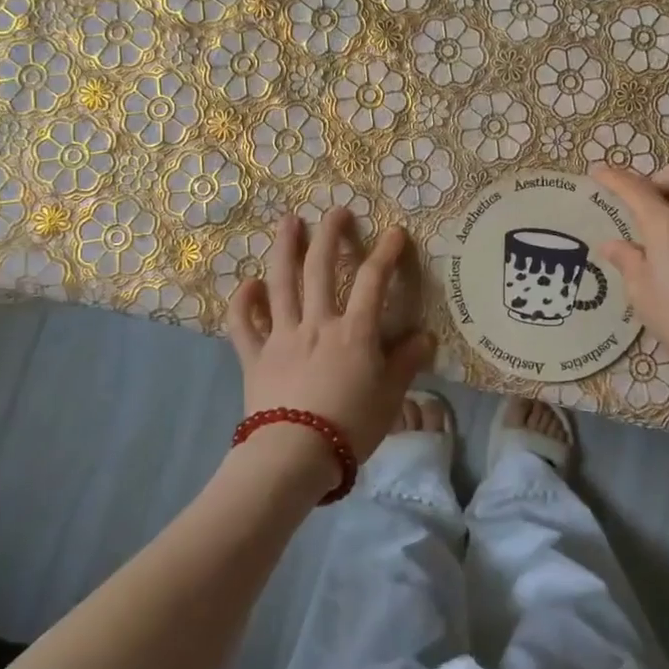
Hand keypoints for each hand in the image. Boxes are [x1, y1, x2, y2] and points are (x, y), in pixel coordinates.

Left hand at [227, 210, 436, 466]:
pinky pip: (244, 324)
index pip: (373, 281)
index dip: (385, 253)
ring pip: (282, 283)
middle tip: (335, 211)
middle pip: (321, 269)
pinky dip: (243, 302)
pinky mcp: (255, 357)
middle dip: (330, 235)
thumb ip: (406, 362)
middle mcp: (317, 323)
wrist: (293, 456)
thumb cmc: (350, 426)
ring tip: (289, 222)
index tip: (394, 232)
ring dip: (285, 249)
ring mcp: (282, 336)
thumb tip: (425, 337)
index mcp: (354, 331)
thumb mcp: (390, 396)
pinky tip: (248, 284)